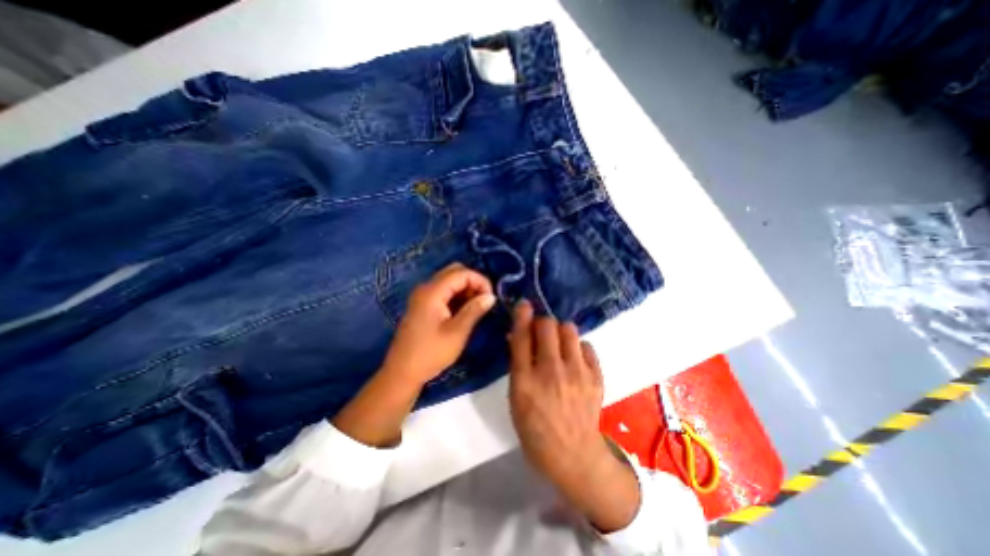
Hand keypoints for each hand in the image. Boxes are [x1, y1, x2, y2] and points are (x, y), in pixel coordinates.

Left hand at [382, 260, 498, 384]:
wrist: (402, 372)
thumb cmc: (430, 353)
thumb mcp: (457, 332)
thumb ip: (474, 310)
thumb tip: (491, 296)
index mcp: (432, 292)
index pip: (461, 273)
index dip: (480, 281)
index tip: (491, 298)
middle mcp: (426, 288)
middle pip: (454, 272)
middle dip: (473, 282)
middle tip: (484, 301)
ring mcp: (423, 296)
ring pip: (449, 281)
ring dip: (466, 289)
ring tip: (477, 308)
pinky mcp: (423, 305)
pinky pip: (444, 291)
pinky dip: (457, 296)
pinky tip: (464, 311)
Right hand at [507, 303, 636, 531]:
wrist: (574, 455)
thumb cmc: (535, 428)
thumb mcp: (515, 398)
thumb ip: (517, 364)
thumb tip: (517, 335)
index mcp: (526, 380)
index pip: (522, 336)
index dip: (522, 315)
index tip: (523, 304)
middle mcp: (551, 371)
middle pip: (548, 325)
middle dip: (542, 323)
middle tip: (541, 332)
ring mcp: (577, 373)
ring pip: (569, 329)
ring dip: (560, 332)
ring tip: (559, 344)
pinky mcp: (596, 376)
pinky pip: (586, 345)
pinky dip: (578, 347)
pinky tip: (574, 360)